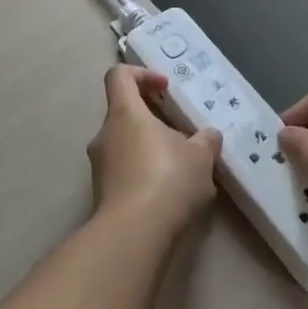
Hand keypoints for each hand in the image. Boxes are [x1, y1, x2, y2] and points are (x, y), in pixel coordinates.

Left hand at [86, 65, 221, 233]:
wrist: (134, 234)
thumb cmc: (167, 180)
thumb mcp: (200, 157)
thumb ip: (205, 141)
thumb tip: (208, 135)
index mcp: (124, 113)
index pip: (120, 76)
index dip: (142, 74)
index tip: (166, 88)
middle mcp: (104, 134)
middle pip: (124, 112)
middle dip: (153, 119)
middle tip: (182, 135)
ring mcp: (99, 165)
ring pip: (124, 144)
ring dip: (149, 149)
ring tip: (181, 168)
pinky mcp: (102, 192)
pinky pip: (123, 171)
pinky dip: (143, 173)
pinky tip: (169, 193)